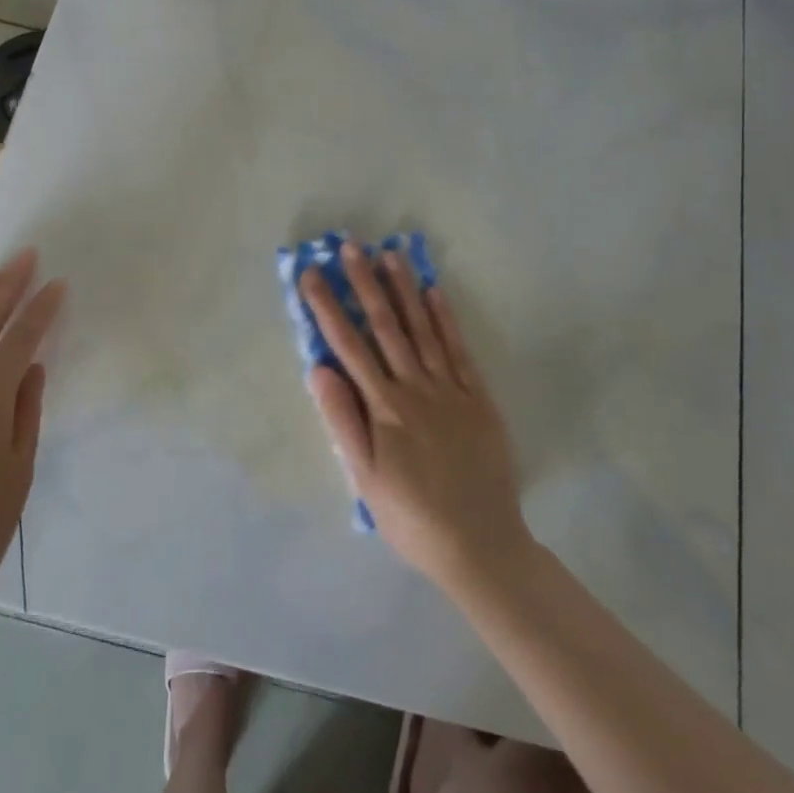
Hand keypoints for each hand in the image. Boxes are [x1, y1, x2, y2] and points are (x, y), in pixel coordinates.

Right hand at [301, 244, 531, 594]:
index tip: (312, 275)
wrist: (481, 545)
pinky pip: (459, 349)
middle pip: (386, 326)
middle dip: (365, 284)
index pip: (349, 346)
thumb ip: (342, 421)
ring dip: (404, 290)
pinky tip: (434, 292)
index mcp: (384, 406)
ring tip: (390, 255)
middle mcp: (416, 387)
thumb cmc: (412, 516)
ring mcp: (450, 389)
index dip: (328, 307)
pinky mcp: (478, 398)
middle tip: (351, 247)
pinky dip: (446, 319)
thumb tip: (318, 368)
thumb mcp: (365, 478)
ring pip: (423, 329)